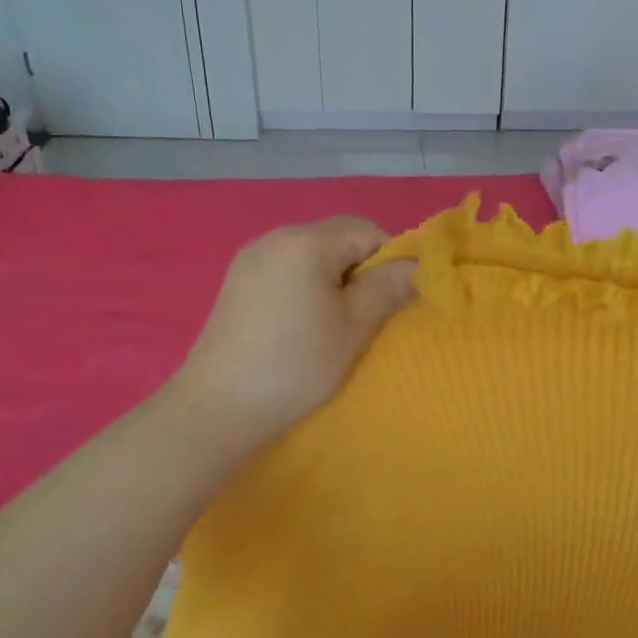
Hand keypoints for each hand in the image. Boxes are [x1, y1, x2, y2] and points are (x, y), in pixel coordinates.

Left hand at [173, 217, 417, 446]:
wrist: (219, 408)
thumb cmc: (296, 364)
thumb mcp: (354, 327)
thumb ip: (389, 288)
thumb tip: (419, 266)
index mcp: (306, 241)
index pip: (367, 229)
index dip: (389, 259)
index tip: (391, 301)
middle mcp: (275, 236)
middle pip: (337, 237)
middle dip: (360, 269)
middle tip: (365, 316)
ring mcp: (250, 258)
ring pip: (312, 254)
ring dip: (333, 279)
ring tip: (333, 324)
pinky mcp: (236, 282)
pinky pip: (286, 269)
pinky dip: (305, 286)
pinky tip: (300, 324)